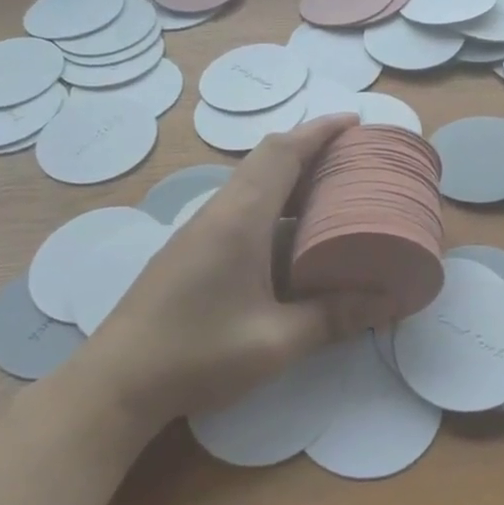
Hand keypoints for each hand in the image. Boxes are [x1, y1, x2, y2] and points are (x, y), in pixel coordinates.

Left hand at [78, 115, 387, 435]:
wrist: (116, 382)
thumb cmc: (198, 354)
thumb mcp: (276, 341)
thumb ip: (334, 317)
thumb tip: (387, 301)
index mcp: (240, 219)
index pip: (283, 152)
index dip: (320, 131)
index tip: (355, 122)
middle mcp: (218, 212)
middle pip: (267, 159)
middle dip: (310, 148)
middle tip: (352, 159)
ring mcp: (199, 230)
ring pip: (251, 183)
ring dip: (290, 176)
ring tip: (330, 192)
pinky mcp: (190, 250)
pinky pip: (239, 206)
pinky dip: (272, 202)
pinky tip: (290, 236)